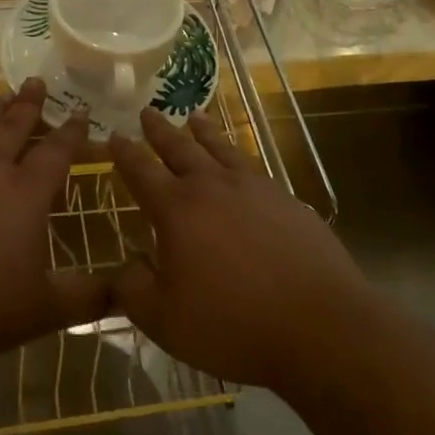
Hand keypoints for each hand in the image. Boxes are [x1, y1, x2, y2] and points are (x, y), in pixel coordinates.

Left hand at [0, 78, 108, 371]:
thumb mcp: (40, 310)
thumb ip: (84, 297)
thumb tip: (124, 289)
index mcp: (25, 194)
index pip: (56, 152)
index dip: (72, 132)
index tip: (81, 112)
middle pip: (14, 126)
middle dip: (30, 103)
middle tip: (38, 81)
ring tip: (5, 95)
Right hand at [108, 108, 368, 392]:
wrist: (319, 324)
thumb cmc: (234, 324)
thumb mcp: (166, 320)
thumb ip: (133, 290)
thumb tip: (122, 267)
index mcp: (176, 209)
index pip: (141, 171)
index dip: (125, 153)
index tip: (114, 135)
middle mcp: (211, 186)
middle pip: (179, 148)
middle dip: (160, 130)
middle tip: (148, 111)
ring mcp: (252, 188)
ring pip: (219, 148)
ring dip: (202, 131)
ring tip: (193, 116)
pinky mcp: (285, 199)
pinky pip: (251, 165)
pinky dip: (237, 153)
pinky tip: (239, 160)